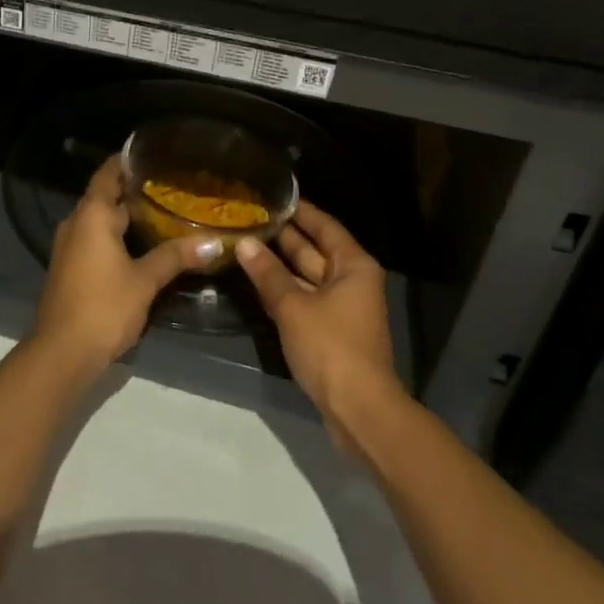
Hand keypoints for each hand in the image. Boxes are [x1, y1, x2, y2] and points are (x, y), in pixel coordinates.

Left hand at [33, 157, 220, 372]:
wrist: (62, 351)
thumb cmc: (103, 306)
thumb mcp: (144, 280)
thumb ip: (175, 257)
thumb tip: (213, 242)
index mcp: (91, 216)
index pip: (107, 175)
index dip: (124, 162)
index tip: (149, 153)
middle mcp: (76, 224)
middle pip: (104, 197)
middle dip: (133, 190)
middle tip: (169, 185)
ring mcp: (70, 247)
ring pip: (100, 221)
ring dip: (125, 215)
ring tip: (162, 211)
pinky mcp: (71, 268)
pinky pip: (95, 239)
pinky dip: (116, 235)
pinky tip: (141, 244)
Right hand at [236, 202, 407, 435]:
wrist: (358, 409)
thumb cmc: (331, 347)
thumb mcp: (293, 305)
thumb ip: (267, 273)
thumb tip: (244, 243)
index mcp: (353, 266)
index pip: (324, 226)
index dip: (299, 210)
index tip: (272, 195)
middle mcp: (351, 280)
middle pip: (315, 250)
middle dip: (283, 236)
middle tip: (248, 217)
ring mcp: (341, 307)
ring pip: (306, 276)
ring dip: (278, 264)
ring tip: (244, 244)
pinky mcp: (330, 331)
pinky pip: (304, 298)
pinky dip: (282, 289)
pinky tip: (255, 280)